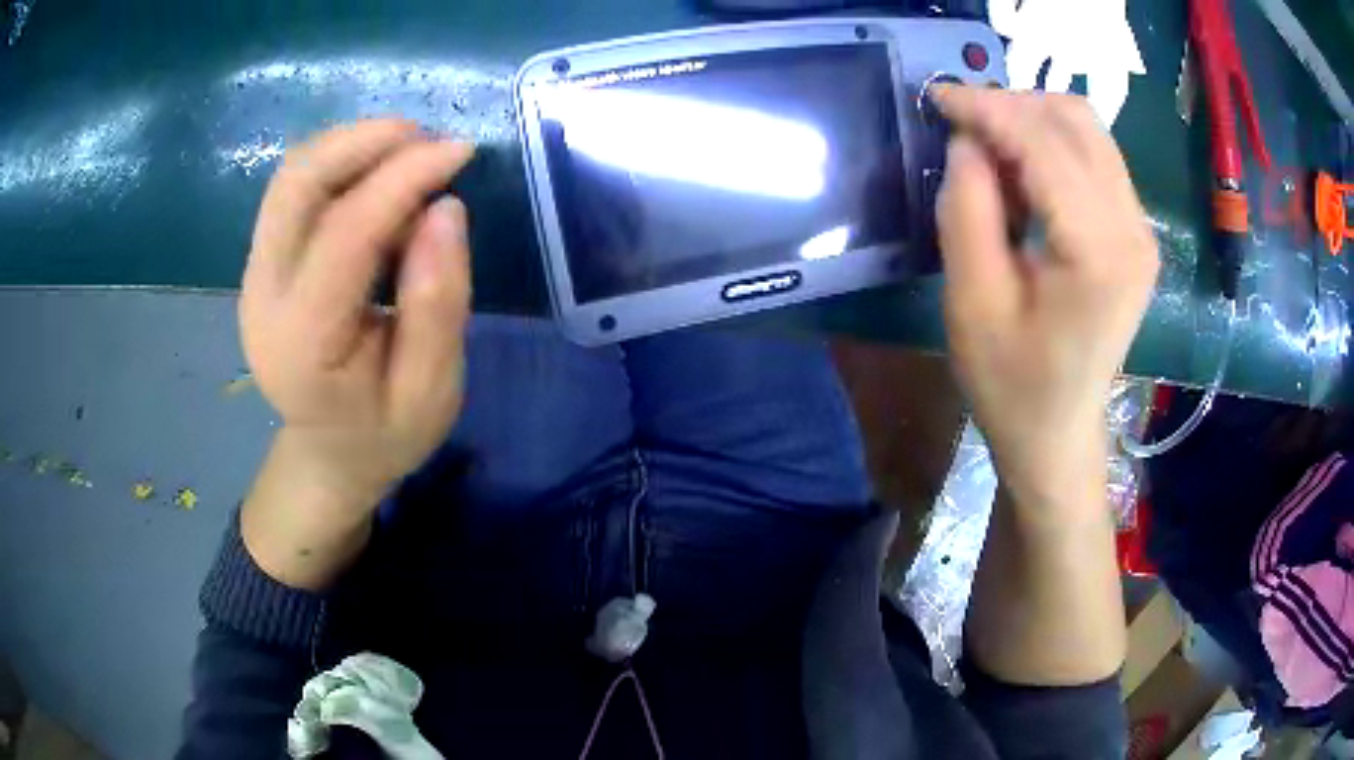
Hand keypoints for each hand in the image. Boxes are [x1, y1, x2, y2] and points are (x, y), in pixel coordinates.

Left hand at [240, 120, 475, 510]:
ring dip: (349, 145)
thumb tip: (444, 209)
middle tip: (426, 138)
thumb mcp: (431, 392)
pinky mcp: (263, 263)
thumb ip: (438, 305)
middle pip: (295, 185)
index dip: (402, 179)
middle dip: (362, 141)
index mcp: (303, 344)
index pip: (344, 233)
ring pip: (290, 177)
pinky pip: (293, 191)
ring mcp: (255, 277)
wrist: (330, 453)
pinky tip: (379, 175)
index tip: (459, 152)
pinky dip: (338, 164)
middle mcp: (263, 299)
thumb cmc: (384, 433)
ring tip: (409, 150)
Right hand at [933, 87, 1158, 514]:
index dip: (986, 108)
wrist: (1057, 433)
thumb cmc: (1010, 383)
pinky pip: (1095, 157)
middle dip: (1011, 105)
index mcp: (1098, 252)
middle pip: (1075, 120)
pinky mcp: (1135, 232)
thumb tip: (968, 139)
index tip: (936, 96)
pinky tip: (1022, 171)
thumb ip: (968, 207)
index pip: (1043, 142)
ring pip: (1088, 130)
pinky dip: (1052, 144)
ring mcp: (1140, 229)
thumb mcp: (971, 301)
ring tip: (988, 147)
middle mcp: (1133, 228)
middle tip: (960, 124)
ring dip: (1032, 120)